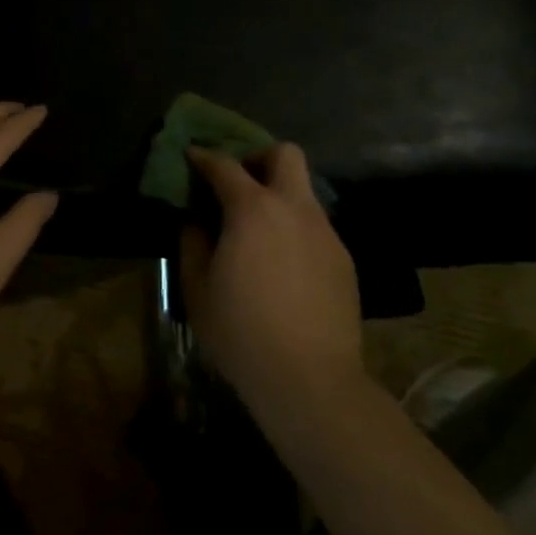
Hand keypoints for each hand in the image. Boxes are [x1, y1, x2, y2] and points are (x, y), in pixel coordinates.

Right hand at [181, 143, 364, 417]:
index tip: (191, 156)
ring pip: (304, 192)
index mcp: (253, 210)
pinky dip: (294, 229)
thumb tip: (197, 222)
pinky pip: (315, 227)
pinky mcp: (344, 260)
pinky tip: (282, 264)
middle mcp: (295, 209)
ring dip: (278, 197)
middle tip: (238, 183)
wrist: (310, 379)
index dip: (204, 157)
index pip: (225, 166)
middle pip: (285, 155)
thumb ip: (193, 243)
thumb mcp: (197, 287)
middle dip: (258, 158)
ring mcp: (325, 233)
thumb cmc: (241, 330)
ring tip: (257, 231)